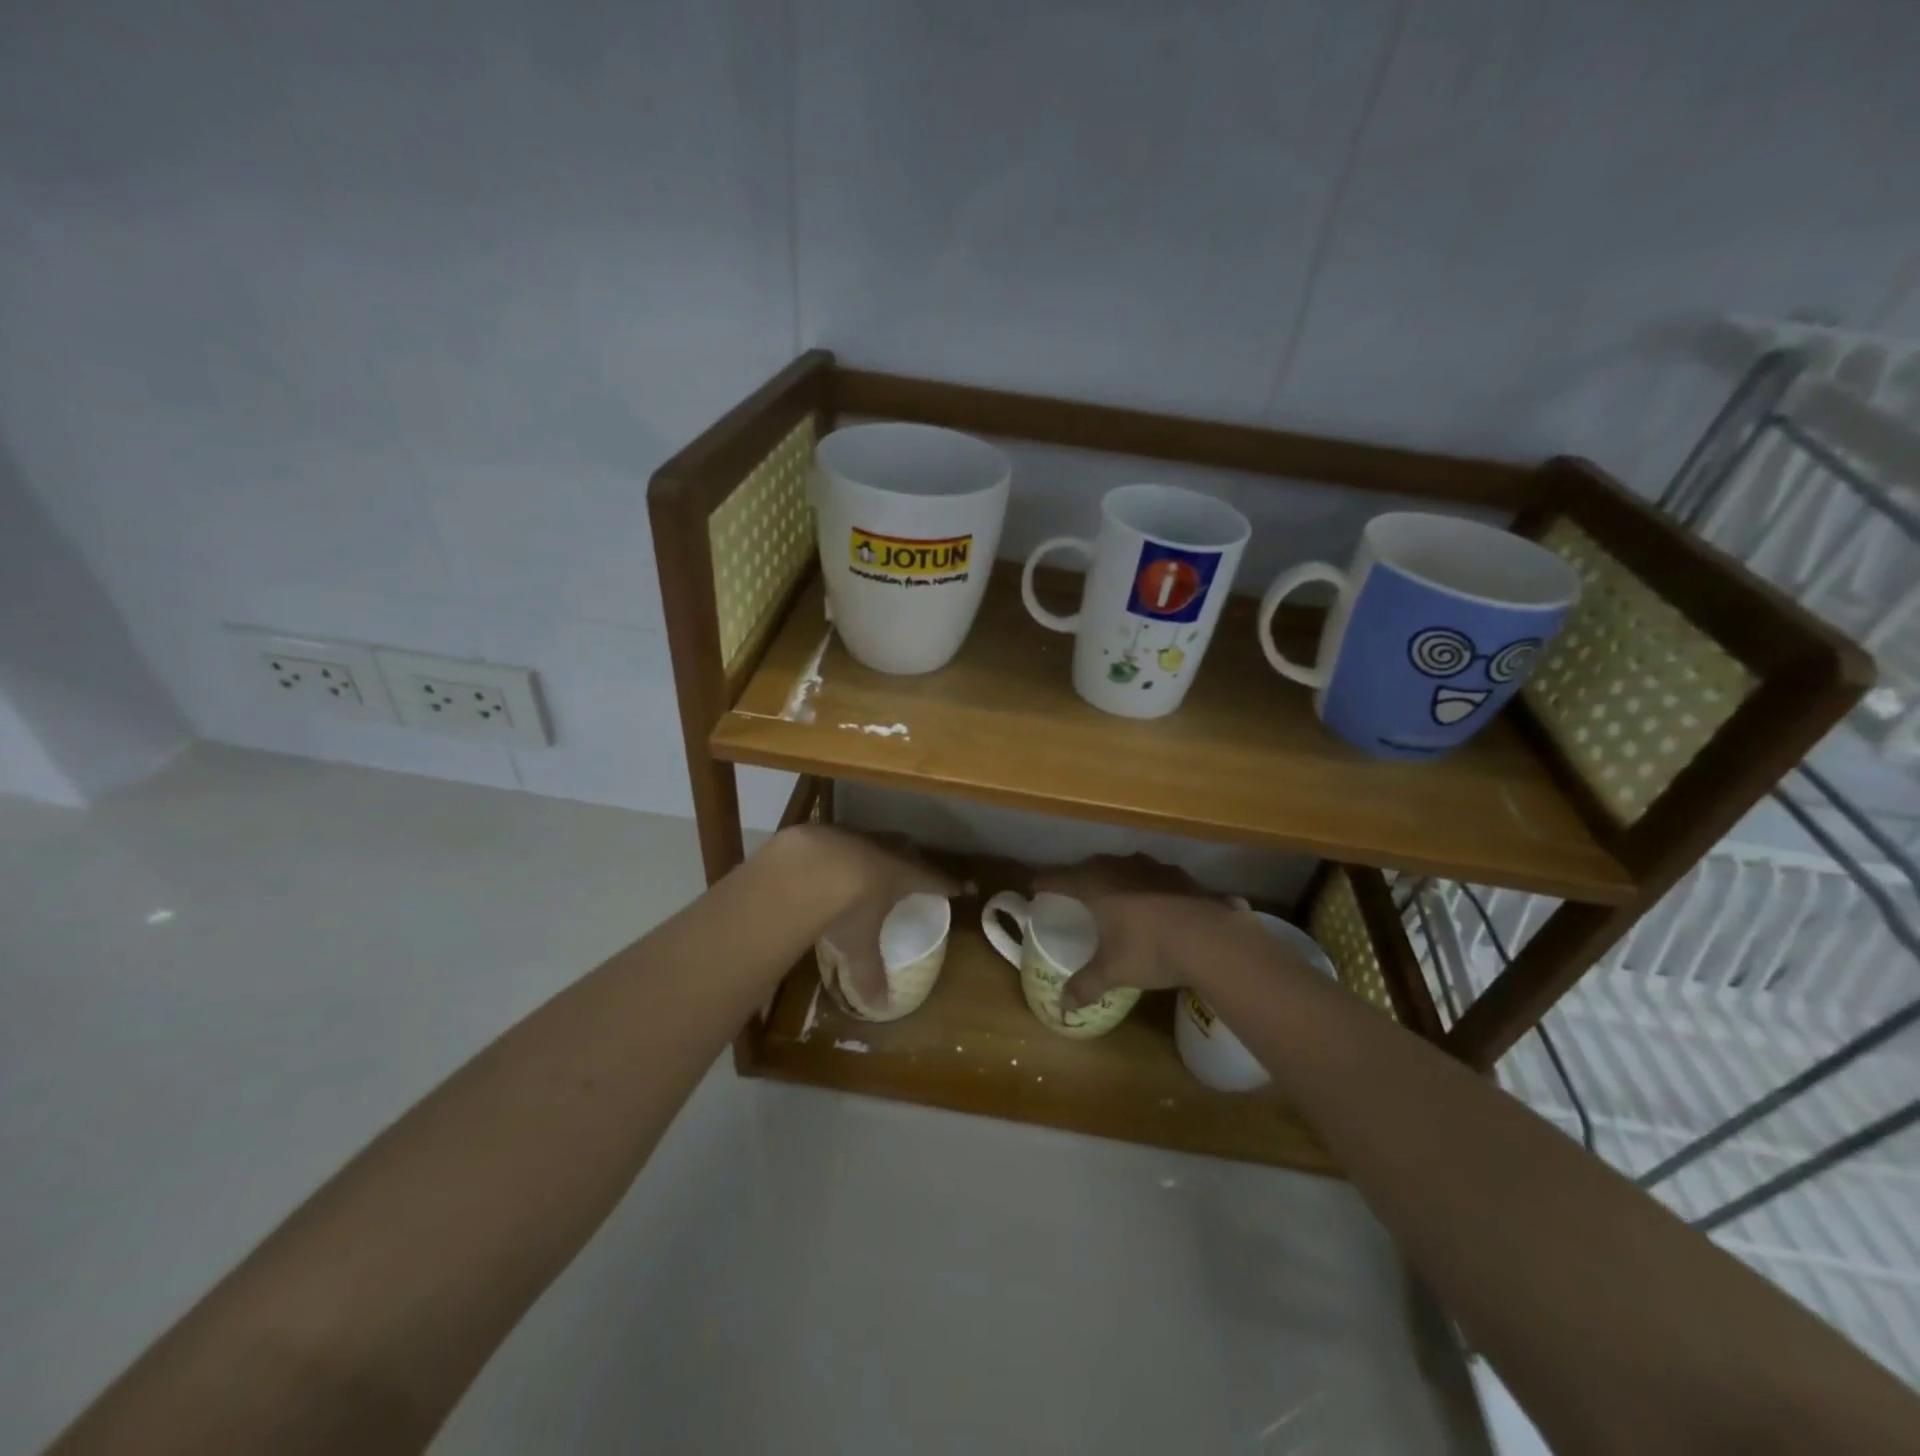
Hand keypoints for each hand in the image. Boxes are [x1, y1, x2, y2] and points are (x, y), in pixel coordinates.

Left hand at [782, 824, 958, 1013]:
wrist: (803, 867)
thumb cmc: (845, 908)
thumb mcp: (858, 946)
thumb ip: (869, 974)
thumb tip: (881, 1006)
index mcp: (903, 876)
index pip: (935, 880)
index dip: (950, 885)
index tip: (964, 888)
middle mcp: (885, 851)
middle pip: (908, 852)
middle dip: (914, 861)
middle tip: (916, 871)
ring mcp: (856, 836)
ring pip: (877, 840)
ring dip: (879, 851)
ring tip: (874, 863)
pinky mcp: (827, 832)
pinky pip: (844, 839)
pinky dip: (844, 850)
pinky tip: (832, 862)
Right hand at [1031, 854, 1231, 1013]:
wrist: (1211, 939)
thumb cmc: (1150, 950)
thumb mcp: (1113, 972)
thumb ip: (1085, 985)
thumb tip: (1062, 1007)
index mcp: (1094, 884)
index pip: (1058, 878)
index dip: (1043, 883)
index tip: (1033, 888)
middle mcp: (1118, 867)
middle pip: (1089, 867)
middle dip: (1078, 879)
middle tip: (1072, 895)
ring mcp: (1151, 867)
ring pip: (1122, 867)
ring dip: (1113, 878)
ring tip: (1111, 895)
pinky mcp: (1179, 875)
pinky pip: (1151, 875)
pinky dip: (1144, 885)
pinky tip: (1151, 902)